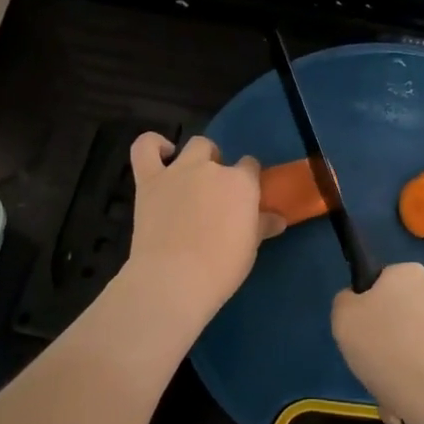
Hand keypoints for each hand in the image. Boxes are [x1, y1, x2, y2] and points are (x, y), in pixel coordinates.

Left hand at [124, 133, 282, 326]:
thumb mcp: (250, 247)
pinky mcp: (149, 181)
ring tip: (192, 179)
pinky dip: (154, 145)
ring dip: (196, 157)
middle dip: (219, 167)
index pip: (250, 166)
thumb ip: (262, 226)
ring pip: (193, 146)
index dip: (248, 180)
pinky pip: (145, 148)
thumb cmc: (221, 267)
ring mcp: (178, 171)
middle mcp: (211, 168)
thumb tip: (278, 219)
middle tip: (216, 196)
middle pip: (219, 153)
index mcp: (241, 183)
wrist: (174, 278)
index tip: (245, 199)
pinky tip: (163, 154)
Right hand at [332, 263, 423, 423]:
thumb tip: (358, 305)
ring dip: (390, 366)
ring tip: (385, 390)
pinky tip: (400, 402)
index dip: (361, 307)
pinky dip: (408, 379)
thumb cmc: (386, 348)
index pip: (375, 283)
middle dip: (377, 342)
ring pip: (404, 343)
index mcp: (408, 272)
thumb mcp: (343, 317)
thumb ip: (344, 301)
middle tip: (368, 361)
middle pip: (391, 315)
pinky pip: (421, 363)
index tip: (357, 331)